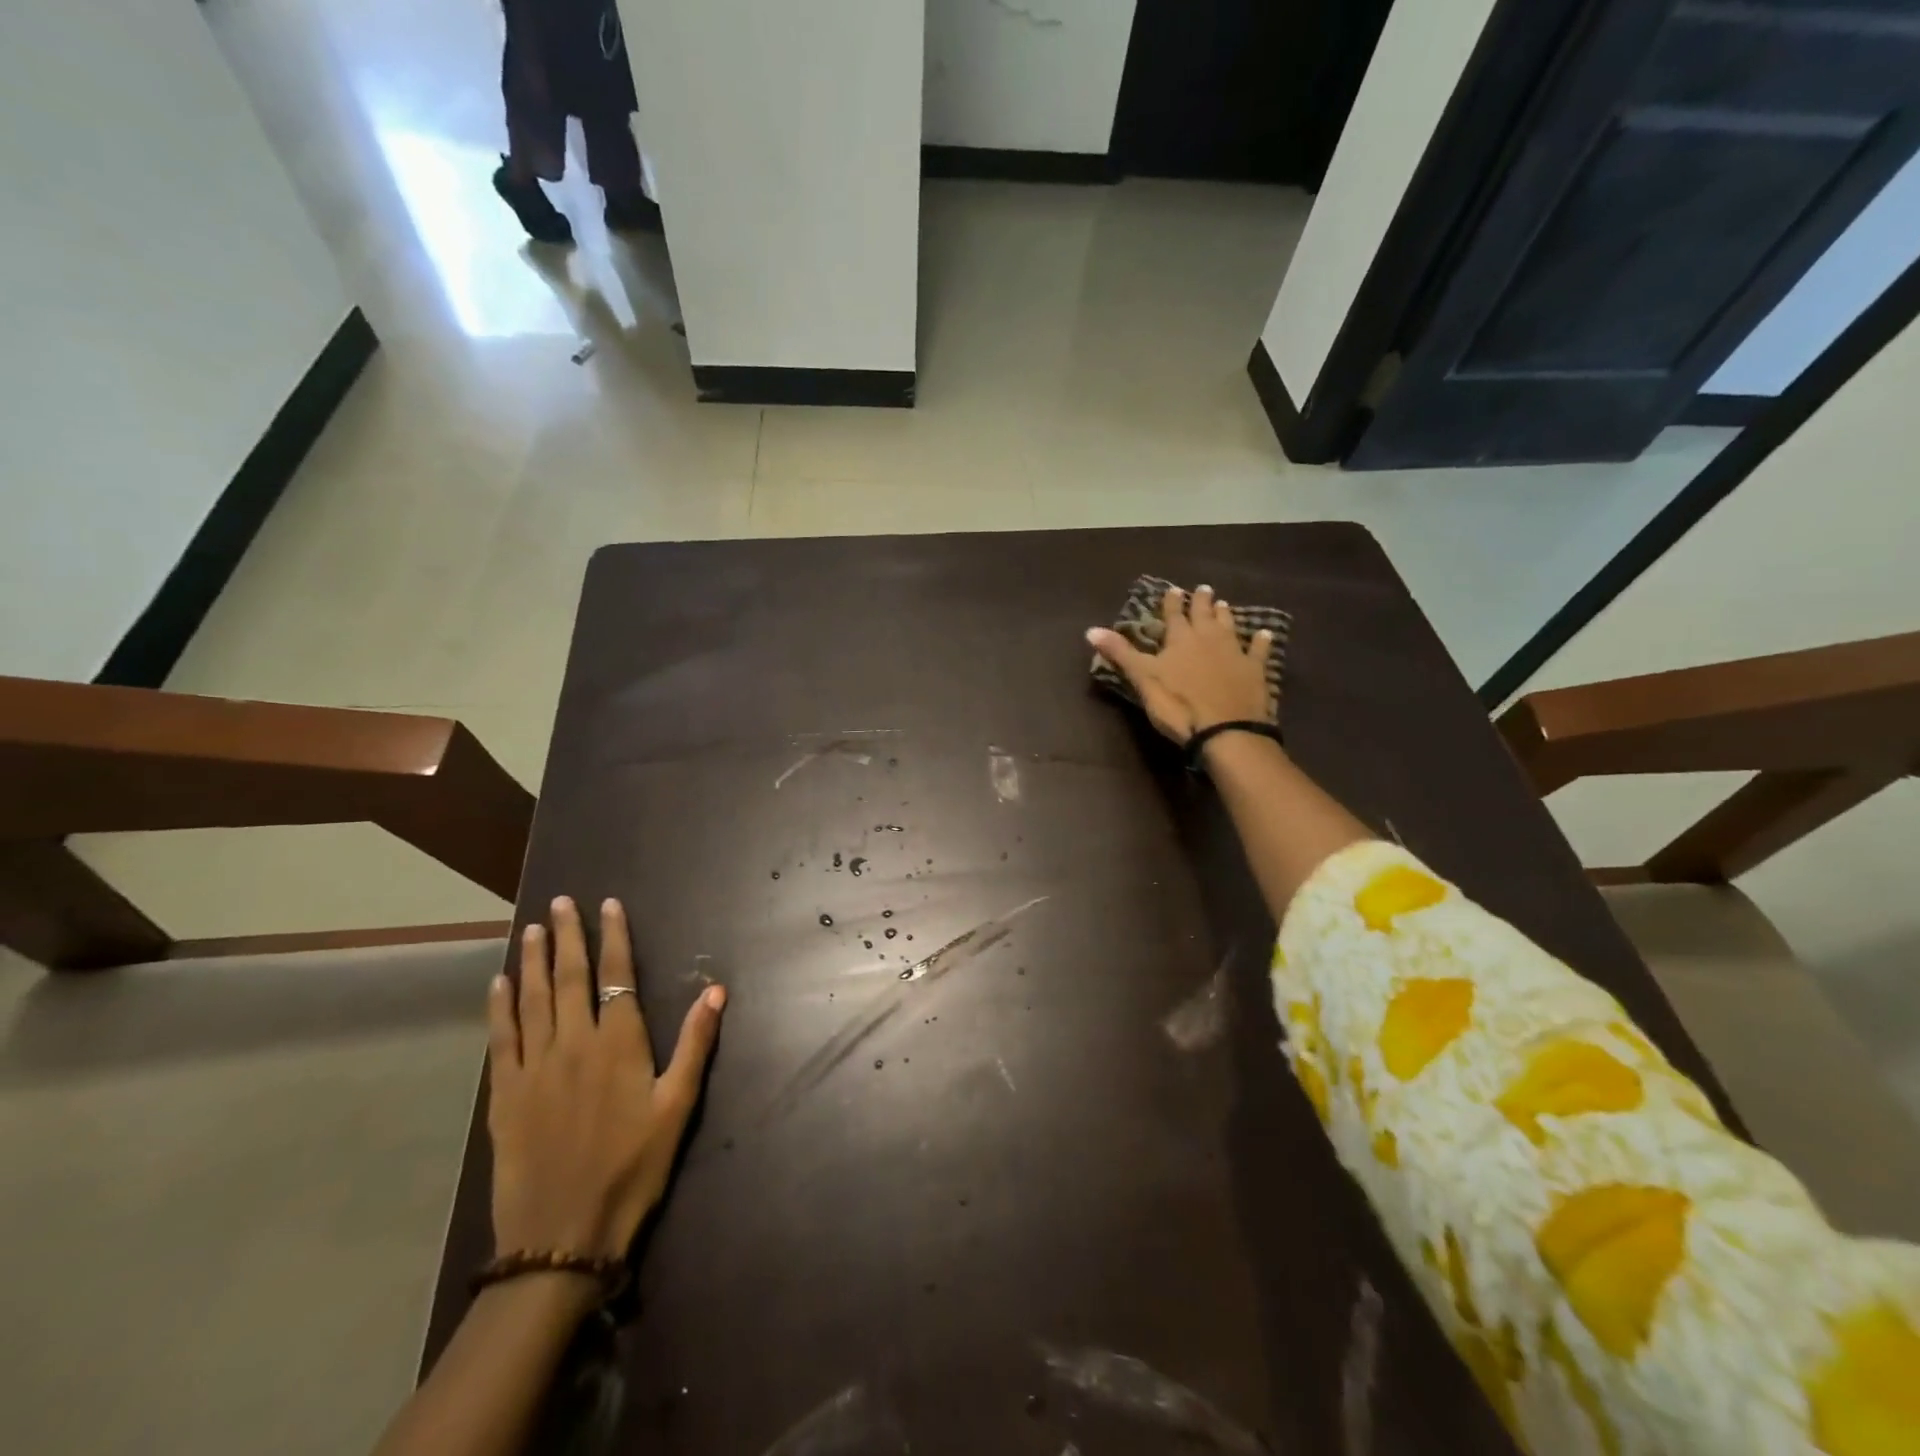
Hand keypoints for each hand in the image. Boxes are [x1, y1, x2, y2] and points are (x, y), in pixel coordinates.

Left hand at [487, 896, 725, 1259]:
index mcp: (618, 1044)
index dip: (613, 937)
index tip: (608, 905)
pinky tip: (499, 984)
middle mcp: (573, 1043)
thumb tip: (717, 989)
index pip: (616, 975)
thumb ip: (695, 1044)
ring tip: (531, 929)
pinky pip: (501, 1039)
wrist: (563, 1235)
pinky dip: (499, 1007)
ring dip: (531, 961)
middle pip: (568, 978)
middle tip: (560, 903)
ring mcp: (534, 1068)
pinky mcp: (505, 1095)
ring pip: (531, 1000)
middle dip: (566, 936)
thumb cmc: (632, 1168)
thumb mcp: (677, 1107)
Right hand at [1087, 584, 1273, 744]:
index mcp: (1179, 639)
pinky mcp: (1255, 670)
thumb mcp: (1142, 679)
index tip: (1172, 589)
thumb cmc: (1178, 705)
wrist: (1225, 730)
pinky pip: (1259, 650)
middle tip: (1203, 588)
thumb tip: (1090, 629)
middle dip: (1201, 601)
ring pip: (1230, 626)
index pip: (1173, 615)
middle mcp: (1208, 638)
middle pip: (1204, 614)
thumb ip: (1120, 653)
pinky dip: (1261, 641)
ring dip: (1225, 615)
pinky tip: (1264, 633)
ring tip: (1224, 604)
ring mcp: (1234, 652)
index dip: (1171, 603)